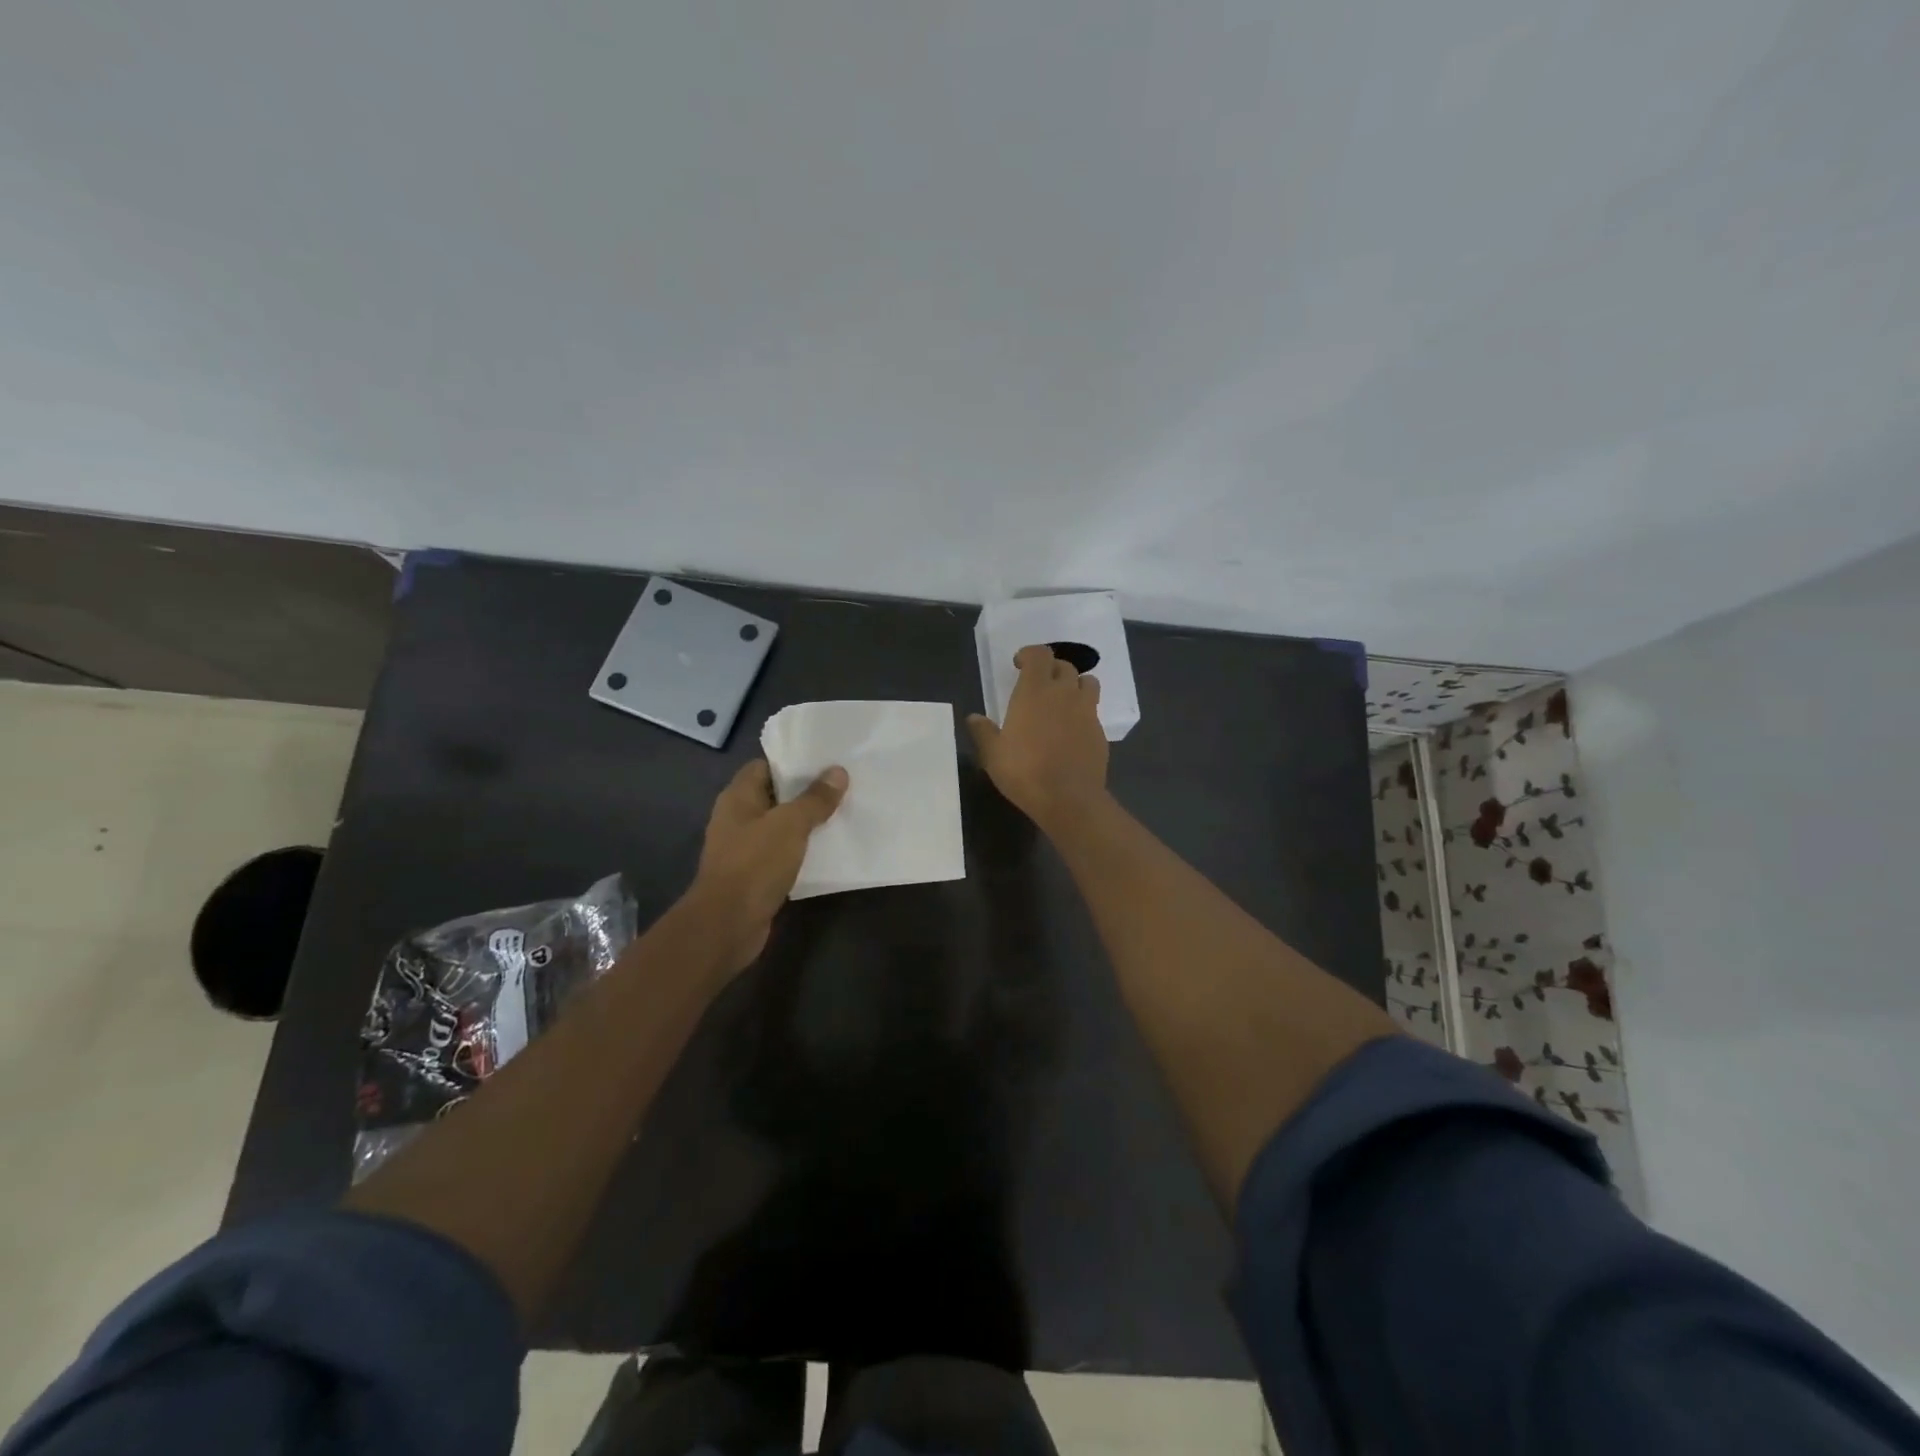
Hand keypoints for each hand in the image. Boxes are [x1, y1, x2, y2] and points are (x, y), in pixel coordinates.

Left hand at [690, 759, 847, 971]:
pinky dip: (801, 850)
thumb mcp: (790, 825)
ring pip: (780, 826)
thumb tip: (838, 772)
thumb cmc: (755, 864)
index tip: (825, 761)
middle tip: (842, 785)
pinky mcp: (753, 875)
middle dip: (805, 791)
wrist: (727, 924)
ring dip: (805, 823)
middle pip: (774, 796)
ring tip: (841, 813)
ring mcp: (743, 848)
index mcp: (738, 797)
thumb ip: (814, 799)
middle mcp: (737, 818)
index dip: (792, 761)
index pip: (764, 766)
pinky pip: (781, 853)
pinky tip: (827, 849)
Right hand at [967, 644, 1109, 830]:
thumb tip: (973, 718)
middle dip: (1051, 669)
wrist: (1069, 799)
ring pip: (1087, 682)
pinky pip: (1093, 710)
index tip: (1019, 664)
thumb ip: (983, 732)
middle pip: (1064, 666)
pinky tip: (1072, 730)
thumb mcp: (993, 755)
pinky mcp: (1100, 731)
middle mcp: (1064, 693)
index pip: (1039, 654)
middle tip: (1038, 684)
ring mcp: (1086, 711)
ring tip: (1062, 700)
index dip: (1030, 654)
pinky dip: (1083, 711)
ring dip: (1074, 685)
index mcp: (1035, 691)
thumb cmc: (1025, 772)